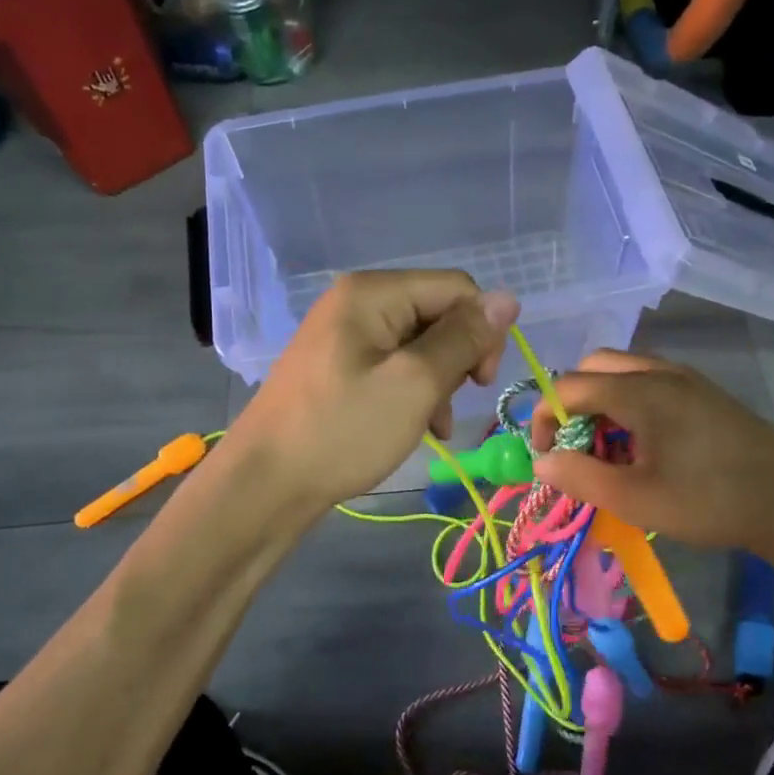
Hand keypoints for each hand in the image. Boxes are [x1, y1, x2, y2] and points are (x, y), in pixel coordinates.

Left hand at [228, 270, 518, 507]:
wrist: (264, 485)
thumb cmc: (343, 431)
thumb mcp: (414, 384)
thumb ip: (464, 339)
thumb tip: (508, 298)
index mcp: (373, 292)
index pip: (457, 289)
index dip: (482, 331)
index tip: (480, 383)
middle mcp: (358, 302)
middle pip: (437, 314)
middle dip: (457, 359)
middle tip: (449, 405)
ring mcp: (345, 336)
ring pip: (420, 345)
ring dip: (438, 383)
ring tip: (434, 424)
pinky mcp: (339, 368)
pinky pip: (394, 367)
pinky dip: (413, 393)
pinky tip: (416, 427)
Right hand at [529, 350, 773, 554]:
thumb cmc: (709, 500)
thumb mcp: (635, 498)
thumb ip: (580, 477)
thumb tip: (540, 461)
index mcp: (638, 390)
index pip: (568, 386)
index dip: (543, 418)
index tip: (545, 456)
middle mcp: (659, 372)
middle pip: (594, 367)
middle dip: (572, 403)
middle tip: (577, 446)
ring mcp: (687, 379)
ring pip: (624, 373)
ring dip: (602, 403)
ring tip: (610, 451)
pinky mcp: (705, 393)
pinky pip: (651, 383)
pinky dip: (629, 404)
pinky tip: (646, 447)